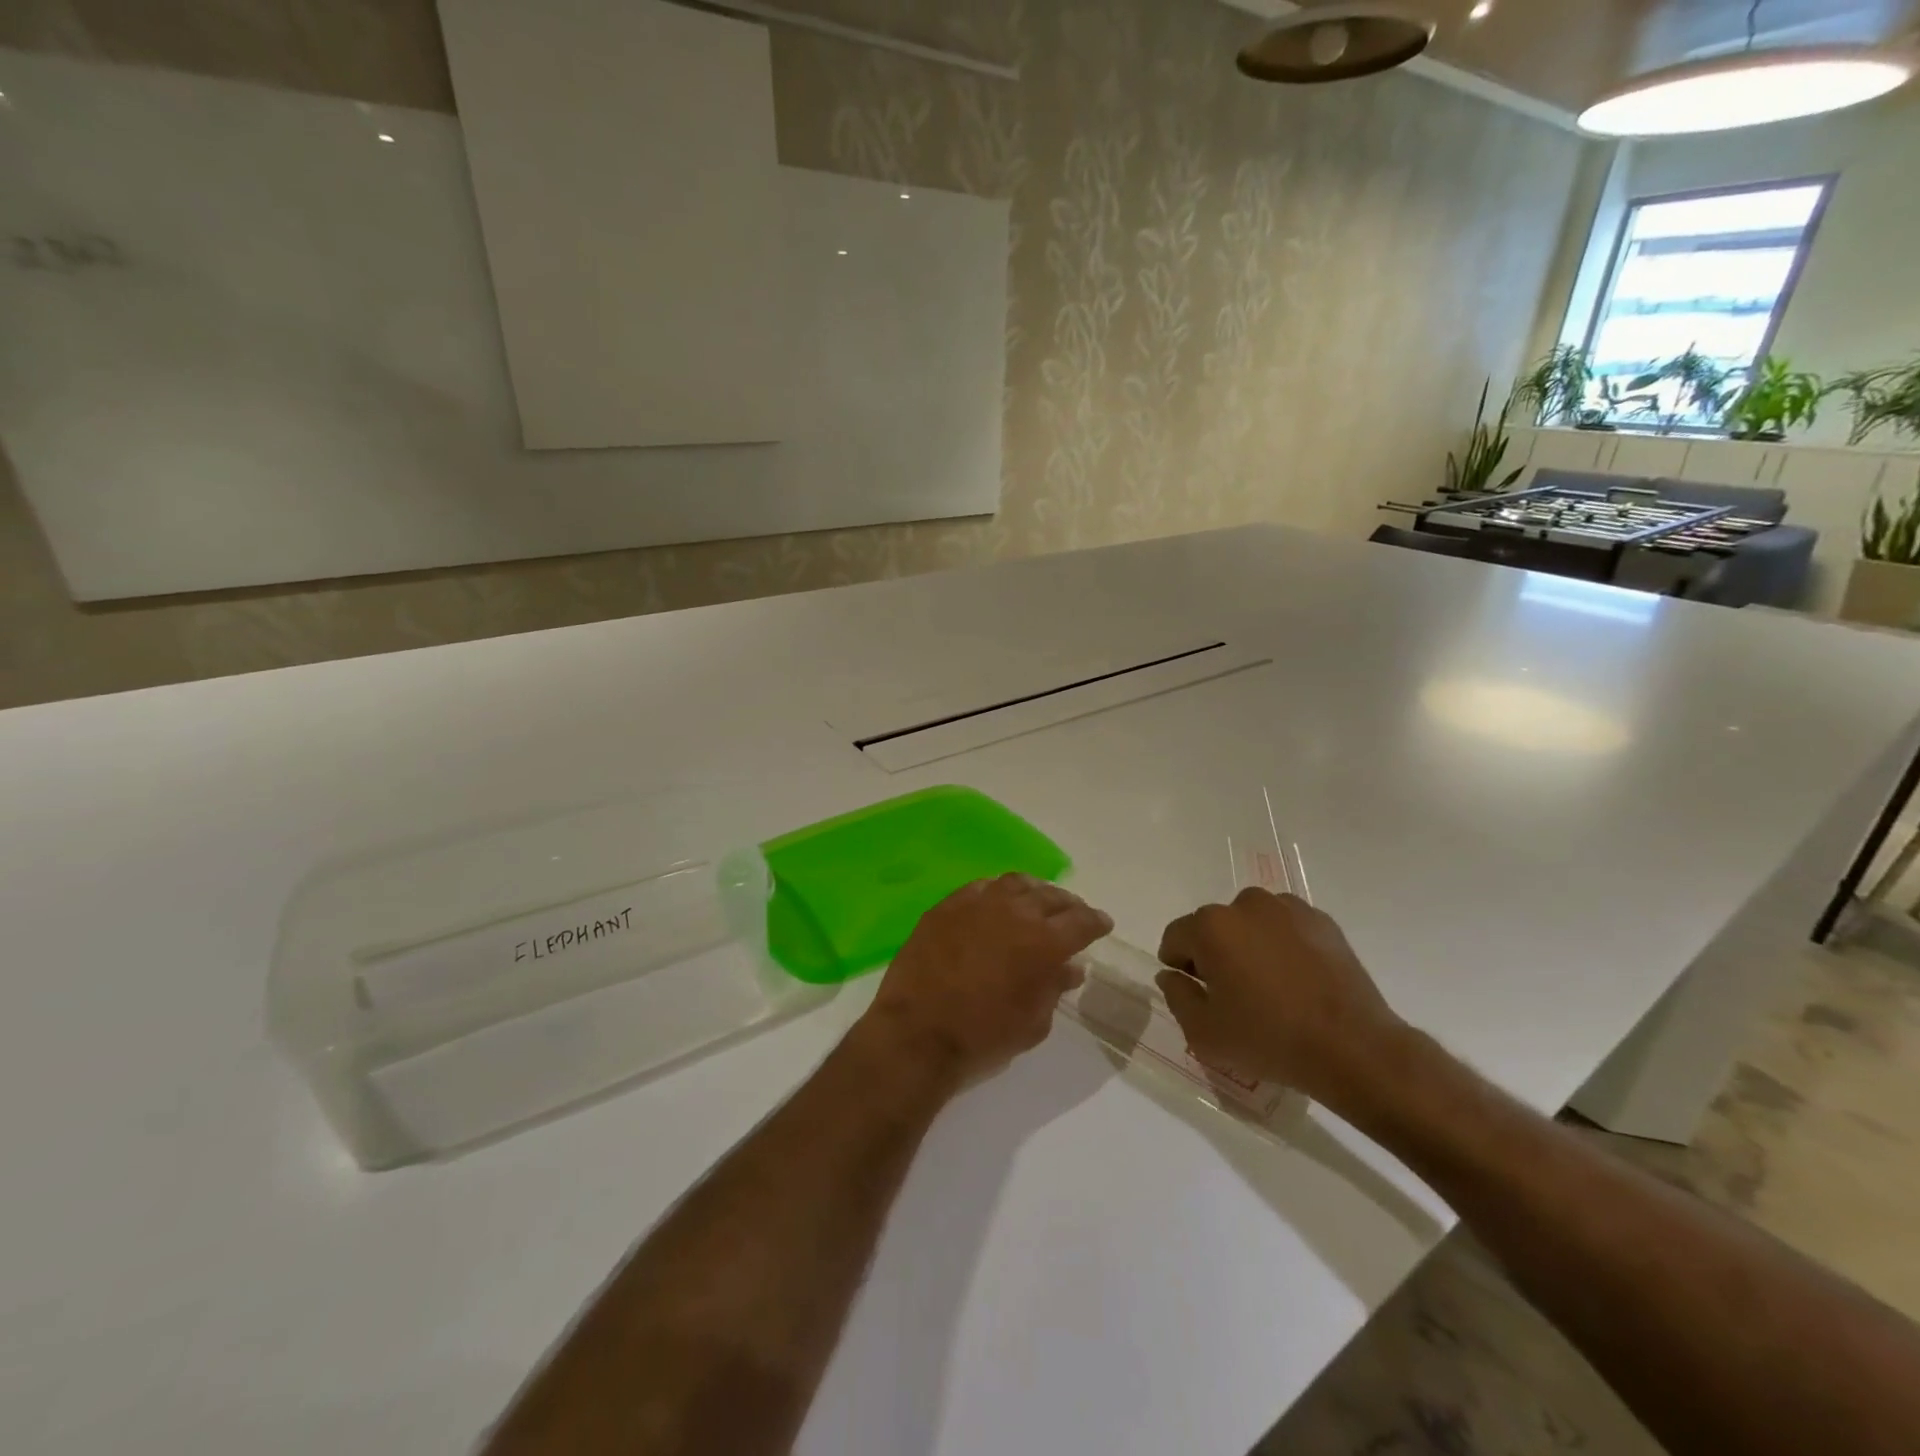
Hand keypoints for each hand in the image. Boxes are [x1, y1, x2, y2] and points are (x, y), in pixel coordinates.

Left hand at [858, 874, 1112, 1087]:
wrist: (917, 1033)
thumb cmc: (983, 1037)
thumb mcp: (1033, 1023)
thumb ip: (1054, 988)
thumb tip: (1070, 967)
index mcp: (1045, 942)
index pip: (1082, 921)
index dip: (1095, 922)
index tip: (1102, 925)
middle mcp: (1016, 912)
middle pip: (1051, 897)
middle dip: (1068, 905)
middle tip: (1073, 913)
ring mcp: (978, 904)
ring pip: (1016, 884)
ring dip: (1034, 891)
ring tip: (1038, 901)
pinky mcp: (947, 906)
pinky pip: (980, 887)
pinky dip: (997, 891)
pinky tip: (998, 901)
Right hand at [1153, 889, 1404, 1107]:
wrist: (1354, 1048)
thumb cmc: (1269, 1040)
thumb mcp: (1204, 1033)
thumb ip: (1176, 996)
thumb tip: (1172, 974)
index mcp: (1211, 927)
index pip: (1175, 937)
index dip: (1179, 966)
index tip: (1197, 993)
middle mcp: (1245, 905)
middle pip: (1213, 927)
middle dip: (1214, 953)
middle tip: (1234, 994)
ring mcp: (1287, 908)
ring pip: (1250, 923)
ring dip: (1248, 944)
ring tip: (1269, 985)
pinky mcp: (1321, 920)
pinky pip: (1285, 926)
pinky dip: (1282, 944)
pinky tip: (1297, 979)